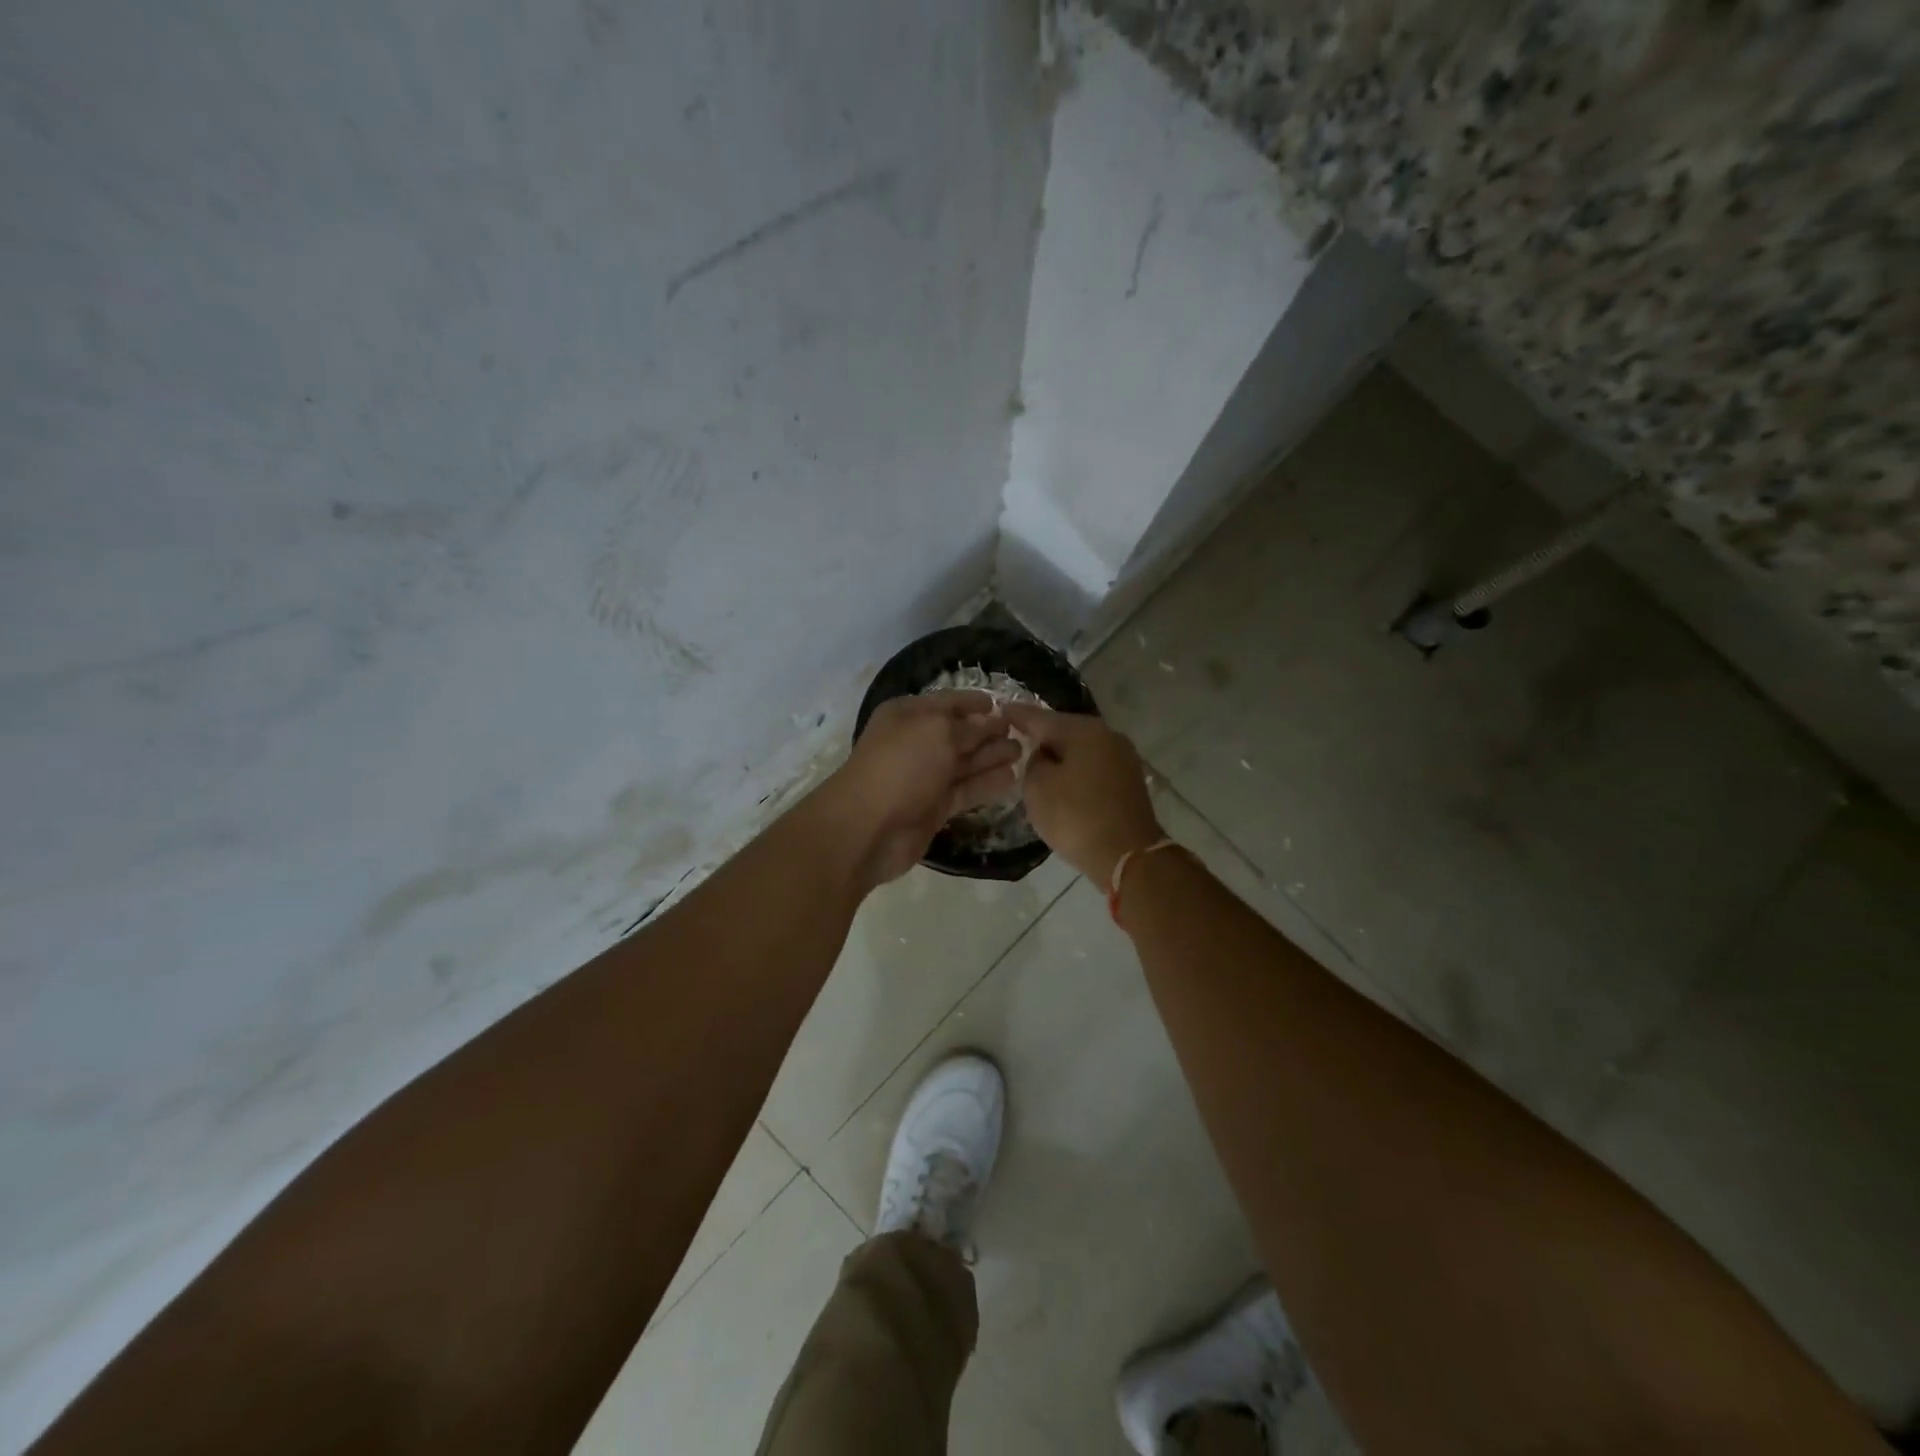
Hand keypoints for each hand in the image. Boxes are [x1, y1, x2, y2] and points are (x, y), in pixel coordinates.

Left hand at [821, 691, 1021, 885]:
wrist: (868, 827)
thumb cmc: (901, 766)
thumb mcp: (937, 732)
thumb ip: (969, 727)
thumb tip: (991, 722)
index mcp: (909, 715)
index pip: (948, 702)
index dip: (974, 702)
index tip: (1002, 704)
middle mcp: (916, 743)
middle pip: (959, 733)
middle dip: (989, 731)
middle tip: (1023, 731)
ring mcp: (925, 777)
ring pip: (965, 763)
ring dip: (992, 756)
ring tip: (1023, 753)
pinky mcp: (934, 807)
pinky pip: (966, 790)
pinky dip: (987, 784)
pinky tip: (1012, 778)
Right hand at [1001, 705, 1161, 883]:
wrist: (1128, 855)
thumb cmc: (1076, 817)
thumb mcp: (1037, 787)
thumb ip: (1033, 762)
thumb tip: (1045, 756)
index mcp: (1083, 730)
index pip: (1041, 717)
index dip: (1017, 715)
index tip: (1001, 709)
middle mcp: (1107, 735)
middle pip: (1065, 729)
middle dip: (1042, 734)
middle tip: (1017, 737)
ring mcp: (1123, 757)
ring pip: (1081, 748)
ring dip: (1061, 754)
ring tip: (1037, 763)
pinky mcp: (1129, 780)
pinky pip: (1094, 766)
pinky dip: (1076, 770)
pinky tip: (1063, 781)